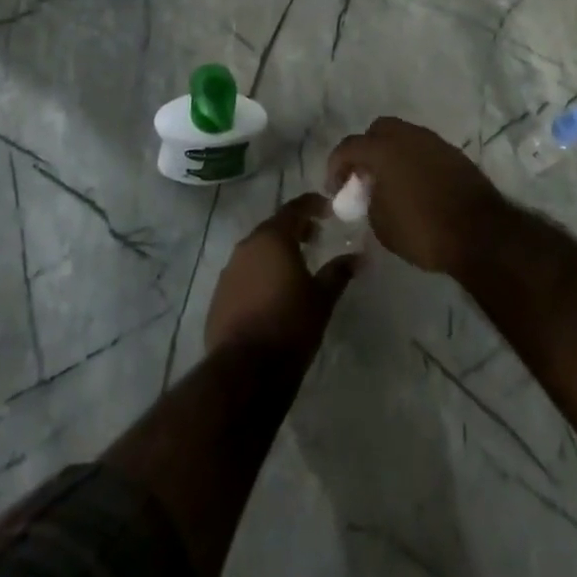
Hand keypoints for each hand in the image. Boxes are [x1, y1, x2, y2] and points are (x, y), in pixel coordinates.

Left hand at [204, 194, 356, 360]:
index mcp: (272, 238)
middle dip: (295, 229)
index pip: (295, 208)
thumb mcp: (322, 299)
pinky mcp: (219, 296)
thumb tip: (357, 258)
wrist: (244, 371)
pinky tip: (272, 294)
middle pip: (273, 228)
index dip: (313, 205)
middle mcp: (247, 246)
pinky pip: (244, 274)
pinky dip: (260, 274)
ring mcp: (229, 271)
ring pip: (257, 251)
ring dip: (276, 253)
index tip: (328, 209)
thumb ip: (338, 273)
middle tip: (315, 238)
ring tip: (295, 268)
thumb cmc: (290, 326)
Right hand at [327, 117, 505, 275]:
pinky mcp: (454, 154)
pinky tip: (414, 186)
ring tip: (389, 182)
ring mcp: (433, 142)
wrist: (480, 233)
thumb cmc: (422, 230)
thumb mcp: (381, 223)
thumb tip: (373, 192)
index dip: (336, 166)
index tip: (334, 188)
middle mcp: (407, 136)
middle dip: (366, 150)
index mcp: (383, 148)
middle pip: (378, 130)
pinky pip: (423, 150)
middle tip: (363, 177)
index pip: (349, 147)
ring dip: (391, 154)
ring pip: (403, 137)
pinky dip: (412, 161)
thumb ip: (370, 199)